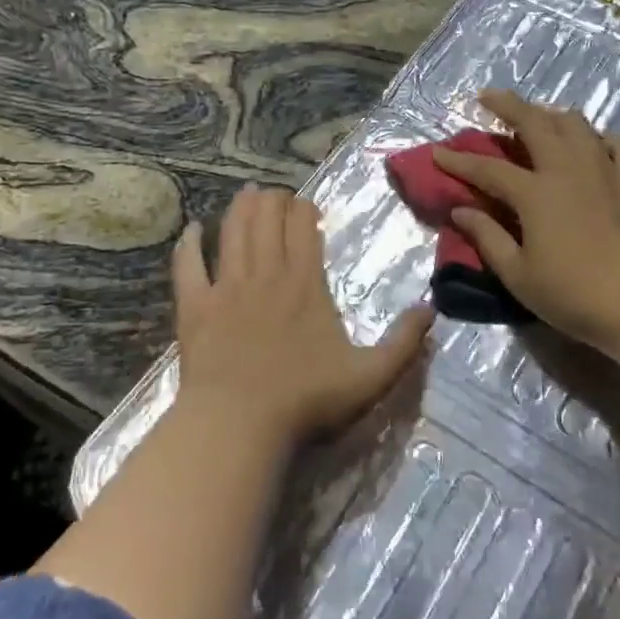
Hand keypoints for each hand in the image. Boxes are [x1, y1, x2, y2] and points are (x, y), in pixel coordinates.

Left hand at [173, 186, 431, 445]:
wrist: (239, 425)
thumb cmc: (306, 400)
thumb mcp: (371, 376)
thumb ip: (404, 342)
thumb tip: (431, 307)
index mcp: (304, 283)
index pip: (303, 227)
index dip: (304, 209)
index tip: (307, 207)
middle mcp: (265, 273)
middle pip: (267, 219)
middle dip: (274, 200)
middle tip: (278, 196)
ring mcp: (225, 287)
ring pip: (232, 231)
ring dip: (241, 208)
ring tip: (247, 193)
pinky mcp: (194, 307)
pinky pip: (188, 265)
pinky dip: (188, 244)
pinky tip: (191, 229)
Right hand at [433, 90, 619, 359]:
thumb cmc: (574, 296)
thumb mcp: (518, 275)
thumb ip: (487, 237)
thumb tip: (460, 210)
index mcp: (535, 193)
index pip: (487, 168)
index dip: (459, 160)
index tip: (437, 152)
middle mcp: (568, 169)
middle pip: (534, 123)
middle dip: (506, 105)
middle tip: (487, 97)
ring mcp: (606, 170)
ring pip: (576, 124)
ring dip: (551, 115)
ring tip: (538, 118)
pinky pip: (618, 143)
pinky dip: (599, 137)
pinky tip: (594, 143)